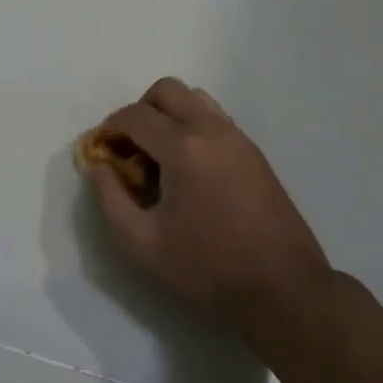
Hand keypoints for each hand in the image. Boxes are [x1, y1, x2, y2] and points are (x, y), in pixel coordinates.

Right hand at [86, 78, 332, 332]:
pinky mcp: (255, 154)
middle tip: (130, 150)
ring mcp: (238, 139)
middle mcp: (212, 130)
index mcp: (184, 148)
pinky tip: (189, 171)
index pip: (135, 115)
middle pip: (167, 90)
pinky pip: (215, 120)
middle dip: (140, 112)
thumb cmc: (208, 270)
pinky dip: (192, 128)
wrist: (284, 291)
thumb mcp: (142, 245)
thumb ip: (110, 199)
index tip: (100, 152)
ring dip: (169, 116)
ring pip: (195, 99)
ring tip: (160, 158)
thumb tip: (98, 166)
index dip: (109, 128)